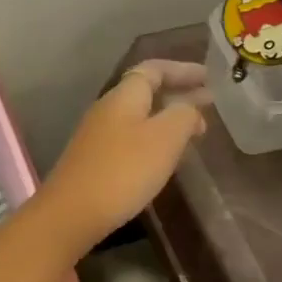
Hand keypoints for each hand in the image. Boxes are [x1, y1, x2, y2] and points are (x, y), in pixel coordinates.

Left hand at [35, 60, 208, 248]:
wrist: (72, 212)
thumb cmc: (124, 169)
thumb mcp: (165, 138)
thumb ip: (184, 115)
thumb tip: (192, 107)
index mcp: (124, 96)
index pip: (154, 69)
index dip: (182, 70)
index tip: (208, 76)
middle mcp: (108, 108)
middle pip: (146, 91)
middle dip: (178, 94)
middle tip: (208, 102)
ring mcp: (98, 135)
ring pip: (139, 116)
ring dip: (167, 118)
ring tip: (194, 129)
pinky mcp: (95, 160)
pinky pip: (131, 137)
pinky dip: (154, 138)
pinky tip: (166, 156)